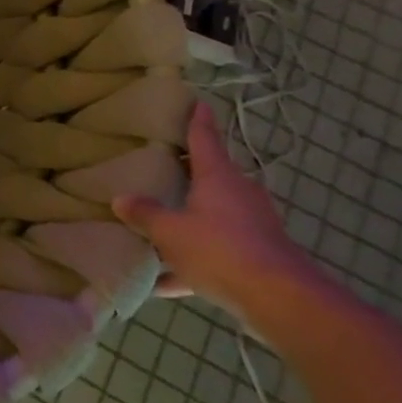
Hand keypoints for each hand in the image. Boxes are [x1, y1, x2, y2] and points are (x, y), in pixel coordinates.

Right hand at [114, 105, 320, 319]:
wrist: (280, 300)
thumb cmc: (220, 249)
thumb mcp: (170, 231)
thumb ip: (145, 214)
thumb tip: (121, 199)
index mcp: (218, 177)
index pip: (205, 138)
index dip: (198, 120)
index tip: (198, 102)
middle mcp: (239, 194)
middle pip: (210, 177)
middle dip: (188, 174)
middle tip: (161, 167)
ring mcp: (252, 226)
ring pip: (213, 216)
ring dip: (189, 221)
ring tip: (156, 227)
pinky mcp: (257, 257)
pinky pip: (217, 253)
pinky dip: (192, 263)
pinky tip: (162, 283)